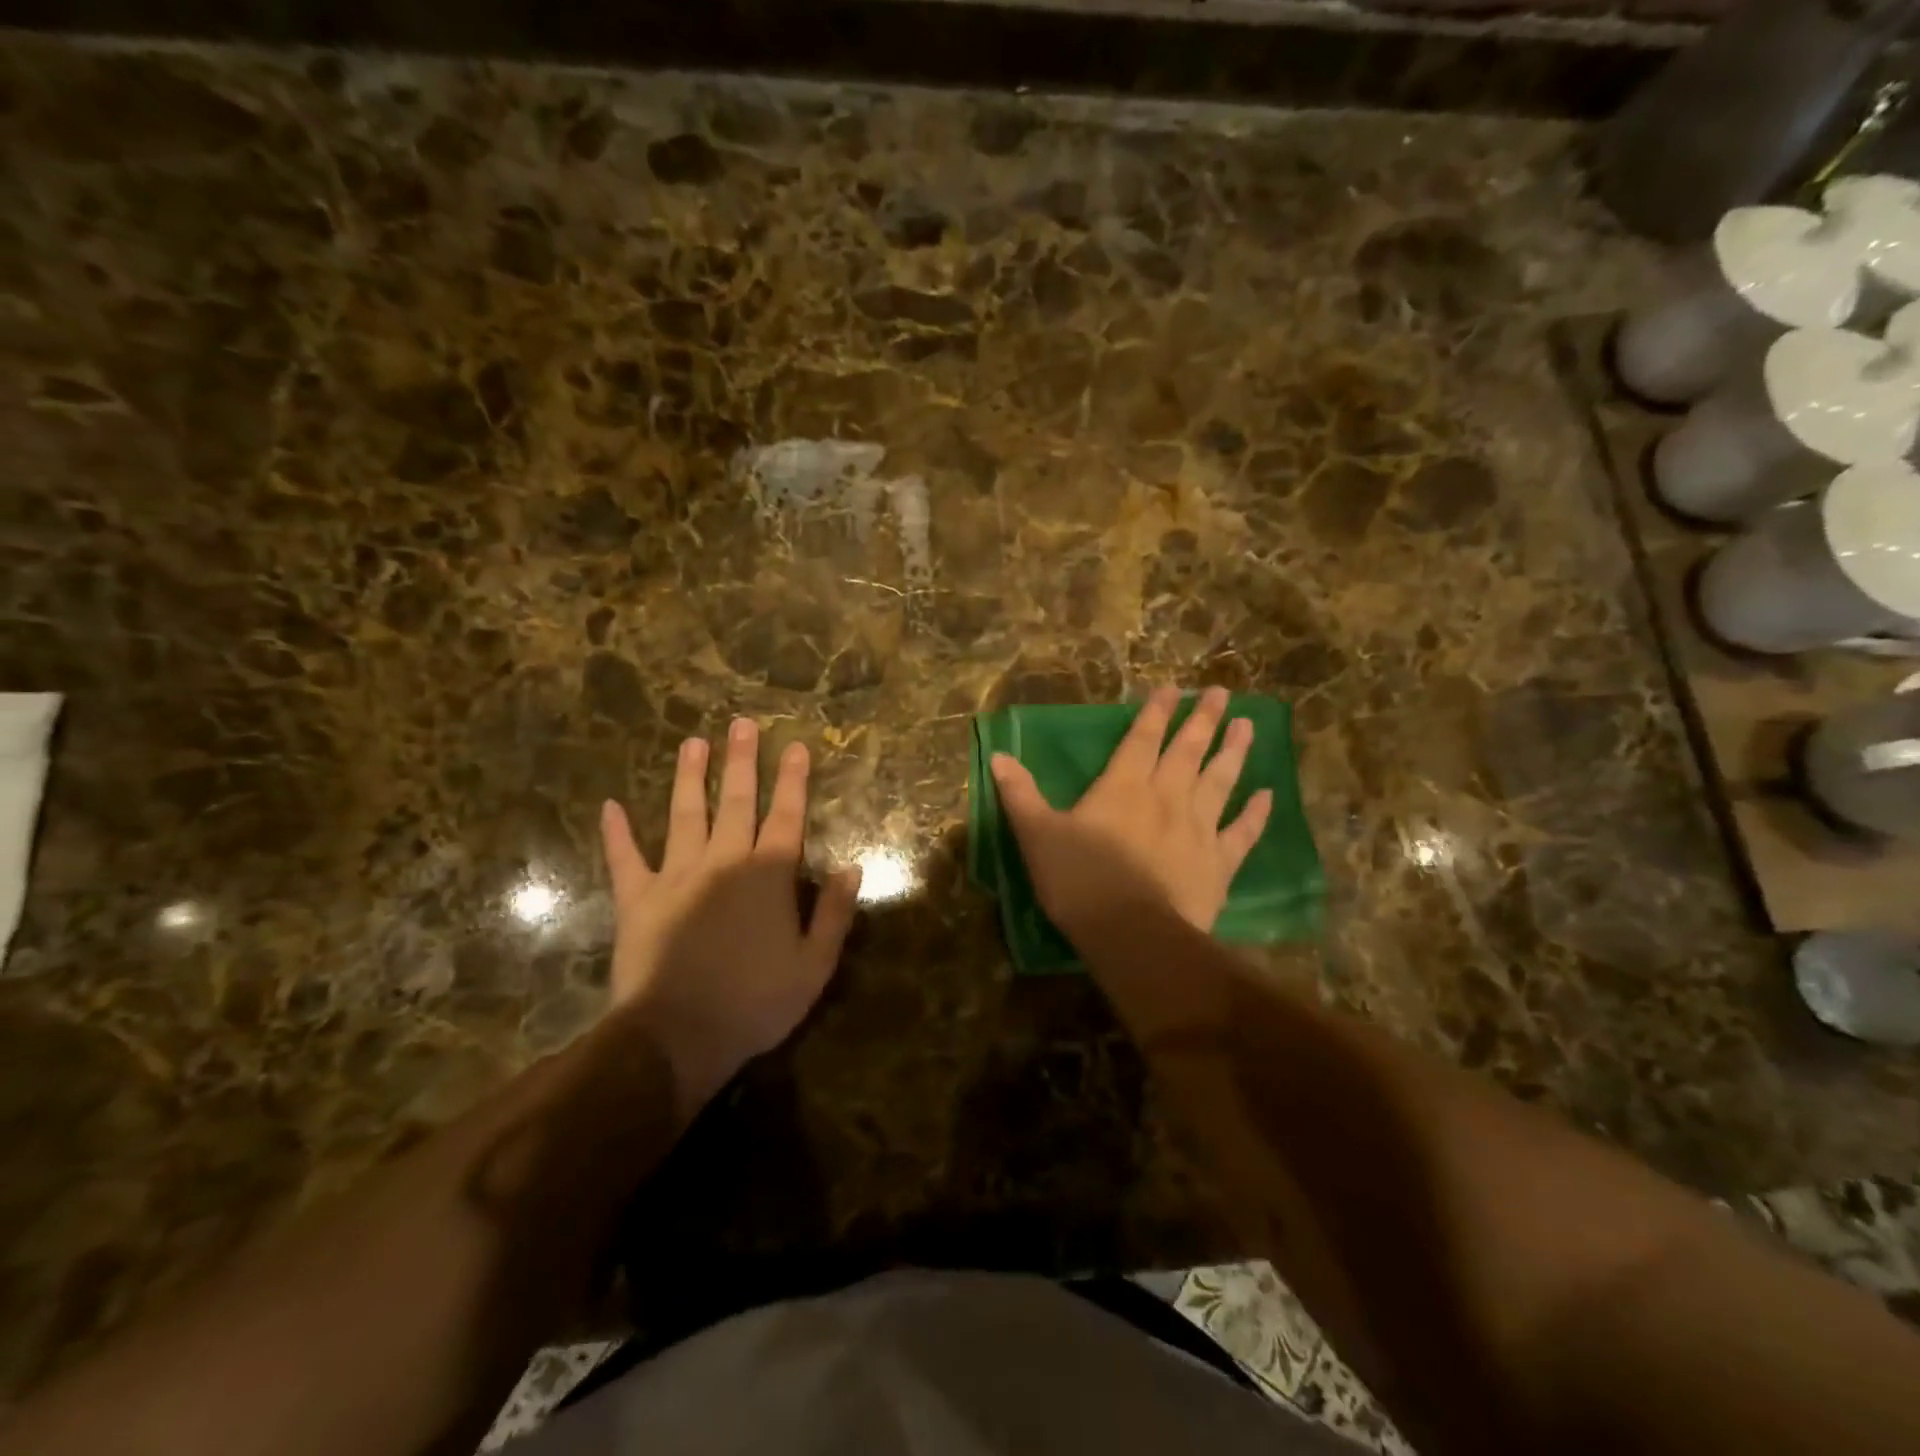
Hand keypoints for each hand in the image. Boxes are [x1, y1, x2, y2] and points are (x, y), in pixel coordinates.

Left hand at [600, 719, 861, 1115]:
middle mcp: (724, 861)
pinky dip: (617, 834)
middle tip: (741, 724)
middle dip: (742, 761)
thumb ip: (834, 912)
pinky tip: (610, 806)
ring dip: (690, 777)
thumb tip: (852, 867)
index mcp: (768, 875)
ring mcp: (677, 875)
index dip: (793, 780)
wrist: (678, 1036)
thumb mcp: (814, 965)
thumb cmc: (755, 1003)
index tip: (796, 746)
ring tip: (692, 742)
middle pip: (737, 802)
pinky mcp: (638, 898)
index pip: (787, 816)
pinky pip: (626, 859)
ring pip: (685, 815)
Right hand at [989, 685, 1271, 939]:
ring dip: (1234, 751)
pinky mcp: (1219, 862)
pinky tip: (1268, 795)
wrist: (1132, 934)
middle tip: (1222, 693)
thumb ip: (1020, 794)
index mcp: (1123, 787)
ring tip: (1247, 724)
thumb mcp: (1037, 834)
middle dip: (1203, 719)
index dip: (1155, 711)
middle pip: (1187, 750)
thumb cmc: (1079, 880)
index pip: (1142, 738)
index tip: (1173, 688)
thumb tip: (998, 756)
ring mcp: (1198, 828)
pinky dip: (1255, 813)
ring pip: (1220, 780)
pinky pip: (1242, 832)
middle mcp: (1166, 796)